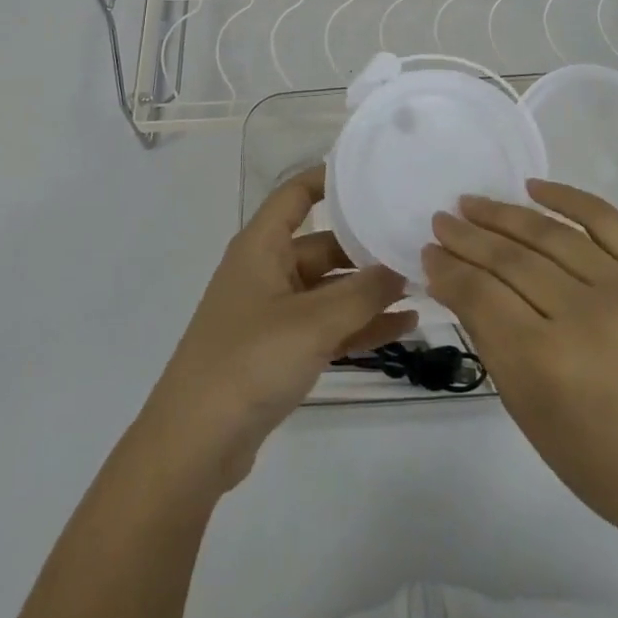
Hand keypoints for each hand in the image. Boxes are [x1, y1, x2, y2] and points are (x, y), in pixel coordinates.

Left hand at [144, 166, 416, 491]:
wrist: (196, 444)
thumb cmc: (249, 361)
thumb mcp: (313, 322)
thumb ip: (362, 293)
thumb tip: (401, 266)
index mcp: (262, 246)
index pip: (296, 195)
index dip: (329, 178)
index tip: (373, 173)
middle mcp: (267, 270)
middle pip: (323, 245)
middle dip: (366, 246)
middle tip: (415, 241)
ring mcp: (274, 312)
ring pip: (331, 289)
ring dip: (370, 290)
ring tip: (421, 284)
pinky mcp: (281, 350)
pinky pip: (328, 325)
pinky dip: (360, 324)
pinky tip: (404, 325)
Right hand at [424, 179, 617, 539]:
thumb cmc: (597, 459)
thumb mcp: (526, 409)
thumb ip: (487, 338)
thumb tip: (453, 282)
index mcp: (545, 362)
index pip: (479, 293)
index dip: (447, 268)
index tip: (428, 252)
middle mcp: (584, 316)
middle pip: (509, 259)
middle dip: (466, 236)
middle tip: (441, 220)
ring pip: (549, 234)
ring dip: (503, 214)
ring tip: (471, 202)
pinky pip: (607, 220)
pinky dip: (568, 197)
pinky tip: (534, 187)